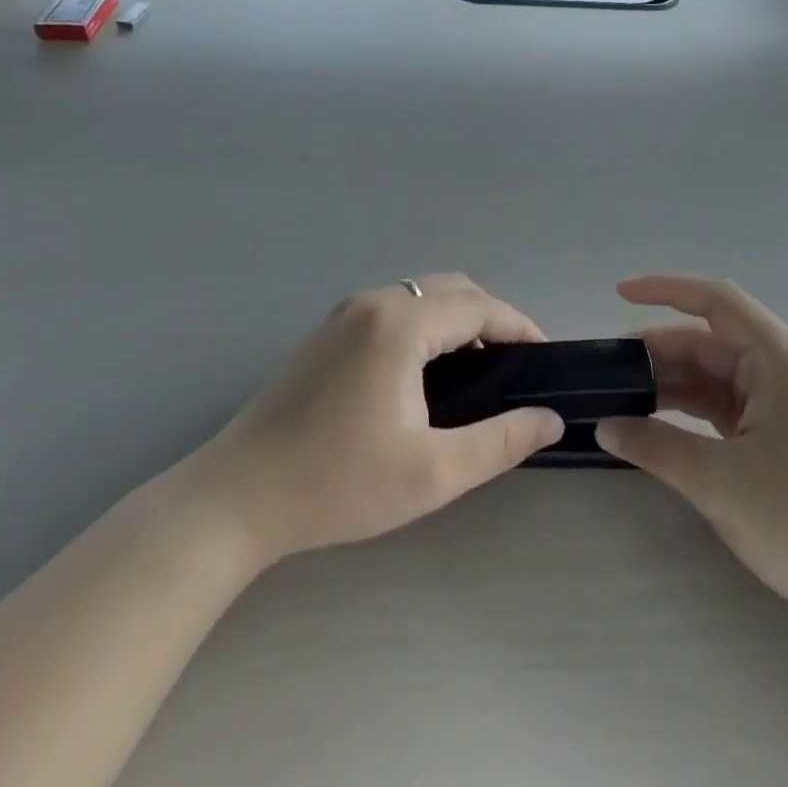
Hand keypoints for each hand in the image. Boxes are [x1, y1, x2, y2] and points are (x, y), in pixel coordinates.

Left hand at [193, 275, 563, 570]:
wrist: (237, 497)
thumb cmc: (338, 484)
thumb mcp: (432, 473)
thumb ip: (500, 442)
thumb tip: (550, 419)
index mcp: (399, 324)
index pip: (479, 306)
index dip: (520, 326)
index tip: (546, 358)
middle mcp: (373, 302)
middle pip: (452, 289)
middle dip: (493, 317)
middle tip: (516, 366)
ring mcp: (345, 313)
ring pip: (421, 295)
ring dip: (458, 318)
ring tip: (481, 368)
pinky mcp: (328, 332)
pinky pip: (395, 308)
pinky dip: (427, 324)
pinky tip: (430, 369)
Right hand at [596, 276, 787, 669]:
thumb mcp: (720, 483)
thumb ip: (655, 446)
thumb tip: (604, 426)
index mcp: (781, 360)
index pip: (716, 301)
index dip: (664, 289)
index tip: (618, 293)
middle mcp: (786, 369)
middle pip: (710, 340)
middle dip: (658, 351)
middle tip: (606, 372)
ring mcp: (787, 402)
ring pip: (716, 374)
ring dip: (672, 383)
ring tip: (622, 398)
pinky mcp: (784, 433)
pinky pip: (728, 404)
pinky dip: (692, 409)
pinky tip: (657, 423)